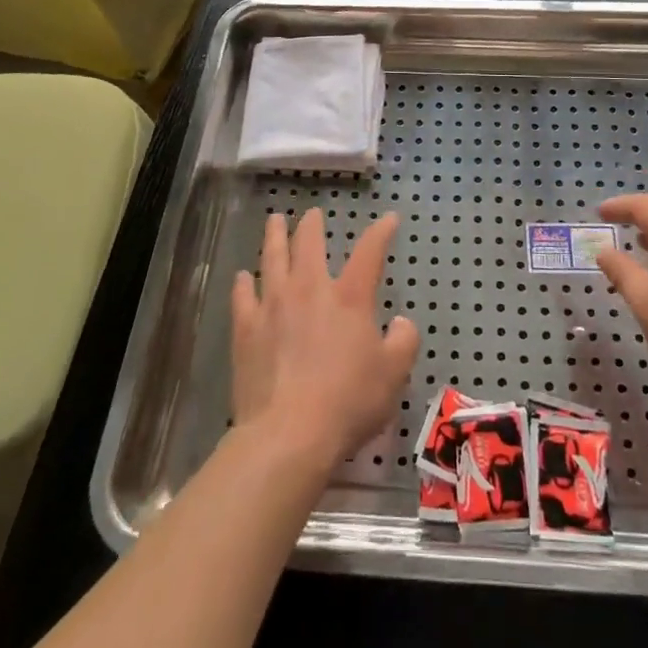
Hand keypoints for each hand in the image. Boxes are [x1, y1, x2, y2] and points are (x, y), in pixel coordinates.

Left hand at [231, 209, 419, 472]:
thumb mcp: (394, 375)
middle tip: (313, 214)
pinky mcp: (246, 329)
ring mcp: (273, 306)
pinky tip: (243, 276)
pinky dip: (244, 283)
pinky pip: (243, 296)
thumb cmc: (348, 402)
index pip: (369, 251)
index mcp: (350, 297)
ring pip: (273, 258)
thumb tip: (402, 322)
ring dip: (275, 237)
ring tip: (274, 221)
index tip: (389, 219)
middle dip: (313, 225)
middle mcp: (310, 289)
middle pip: (309, 244)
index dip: (381, 231)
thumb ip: (404, 342)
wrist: (288, 434)